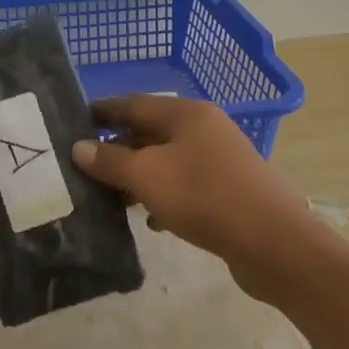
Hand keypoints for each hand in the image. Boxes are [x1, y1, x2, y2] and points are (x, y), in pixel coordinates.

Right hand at [72, 95, 311, 298]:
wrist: (275, 244)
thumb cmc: (204, 197)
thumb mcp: (147, 176)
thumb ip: (110, 160)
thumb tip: (78, 147)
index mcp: (186, 114)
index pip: (133, 103)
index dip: (102, 112)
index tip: (73, 121)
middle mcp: (204, 129)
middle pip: (151, 131)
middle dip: (118, 147)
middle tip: (84, 164)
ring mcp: (220, 160)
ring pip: (167, 160)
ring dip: (138, 175)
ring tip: (109, 195)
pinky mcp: (229, 191)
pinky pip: (185, 185)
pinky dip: (163, 196)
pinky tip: (150, 220)